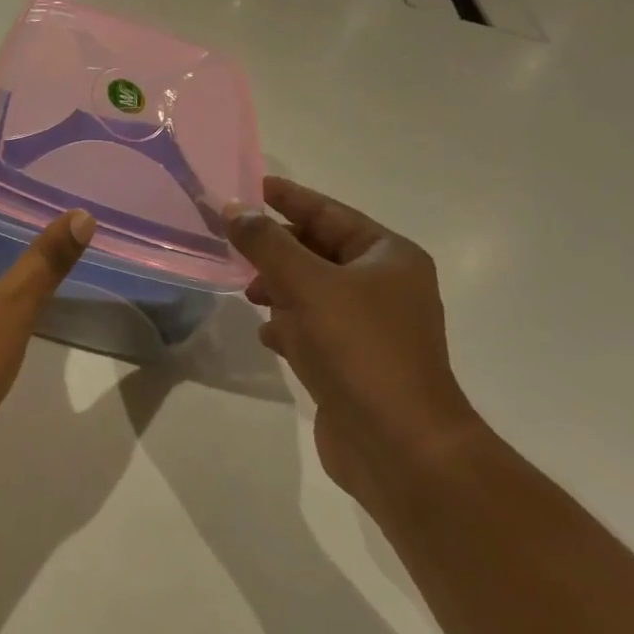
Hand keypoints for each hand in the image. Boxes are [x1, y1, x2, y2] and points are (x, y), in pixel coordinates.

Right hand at [226, 177, 481, 513]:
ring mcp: (372, 327)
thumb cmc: (358, 349)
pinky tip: (269, 336)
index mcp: (387, 257)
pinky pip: (314, 327)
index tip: (248, 186)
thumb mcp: (305, 284)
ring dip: (278, 287)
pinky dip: (289, 325)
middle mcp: (385, 286)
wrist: (400, 447)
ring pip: (312, 290)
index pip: (328, 212)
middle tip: (232, 243)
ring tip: (248, 293)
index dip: (287, 197)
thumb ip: (265, 242)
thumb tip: (234, 209)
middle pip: (318, 250)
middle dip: (276, 248)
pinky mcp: (356, 362)